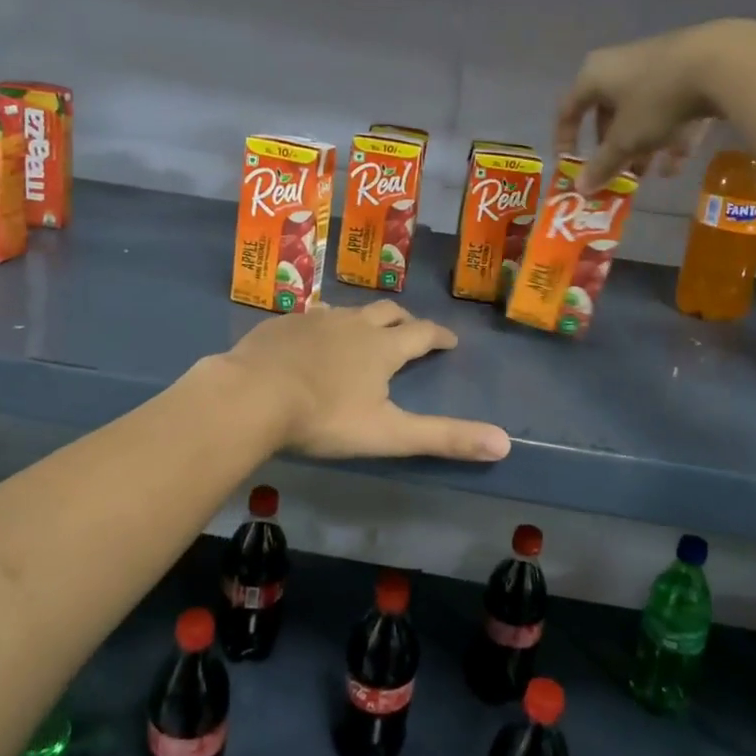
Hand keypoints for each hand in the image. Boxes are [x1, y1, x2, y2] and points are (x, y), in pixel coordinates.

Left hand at [219, 301, 511, 462]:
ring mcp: (313, 320)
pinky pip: (310, 318)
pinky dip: (322, 326)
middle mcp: (352, 324)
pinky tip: (311, 340)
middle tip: (411, 330)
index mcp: (381, 347)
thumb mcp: (389, 433)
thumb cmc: (324, 417)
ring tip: (363, 332)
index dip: (439, 336)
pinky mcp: (281, 325)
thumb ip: (444, 438)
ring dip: (362, 320)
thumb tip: (504, 444)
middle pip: (387, 312)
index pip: (421, 333)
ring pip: (347, 311)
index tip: (450, 340)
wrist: (251, 396)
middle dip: (404, 320)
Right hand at [554, 20, 755, 191]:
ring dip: (642, 146)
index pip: (568, 110)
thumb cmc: (656, 100)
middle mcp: (620, 66)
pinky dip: (670, 135)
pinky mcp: (688, 70)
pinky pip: (670, 108)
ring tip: (649, 174)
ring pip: (641, 113)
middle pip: (608, 113)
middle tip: (616, 173)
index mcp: (594, 75)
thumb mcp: (626, 140)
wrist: (722, 62)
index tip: (571, 168)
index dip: (565, 141)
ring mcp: (656, 65)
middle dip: (613, 148)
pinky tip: (678, 164)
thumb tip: (580, 188)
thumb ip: (603, 165)